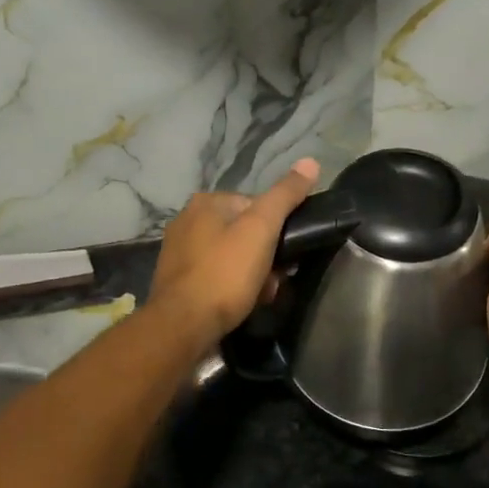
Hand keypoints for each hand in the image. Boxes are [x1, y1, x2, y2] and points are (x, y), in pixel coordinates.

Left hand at [149, 159, 321, 343]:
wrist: (183, 326)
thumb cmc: (225, 273)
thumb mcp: (262, 229)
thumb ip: (285, 195)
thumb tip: (311, 162)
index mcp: (205, 202)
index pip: (255, 205)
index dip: (276, 230)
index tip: (286, 254)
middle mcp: (187, 221)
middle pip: (244, 232)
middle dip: (264, 256)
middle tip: (275, 279)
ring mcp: (179, 252)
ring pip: (232, 256)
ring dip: (252, 274)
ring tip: (261, 295)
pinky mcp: (177, 280)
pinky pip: (216, 276)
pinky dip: (232, 287)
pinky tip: (241, 304)